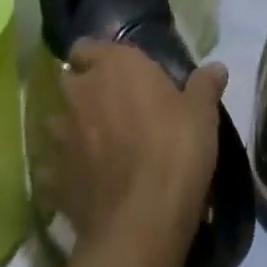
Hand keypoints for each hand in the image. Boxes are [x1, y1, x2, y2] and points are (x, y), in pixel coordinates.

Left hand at [55, 40, 227, 259]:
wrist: (141, 221)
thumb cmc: (175, 151)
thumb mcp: (202, 114)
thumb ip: (204, 86)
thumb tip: (216, 67)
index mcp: (114, 65)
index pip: (87, 45)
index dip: (99, 57)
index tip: (117, 71)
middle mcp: (80, 92)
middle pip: (70, 79)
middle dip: (84, 89)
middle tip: (111, 106)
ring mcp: (61, 135)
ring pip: (56, 121)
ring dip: (70, 128)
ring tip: (93, 145)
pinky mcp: (53, 176)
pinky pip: (51, 168)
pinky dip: (61, 172)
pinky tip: (80, 183)